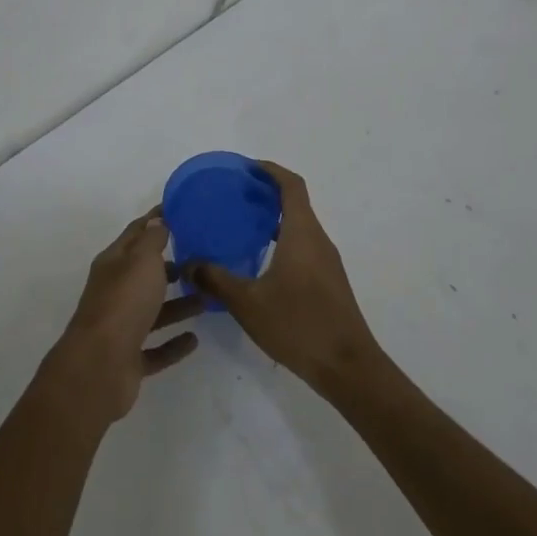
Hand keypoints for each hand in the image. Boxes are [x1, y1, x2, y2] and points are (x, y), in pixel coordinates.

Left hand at [44, 209, 202, 424]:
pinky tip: (194, 339)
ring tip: (206, 299)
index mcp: (113, 263)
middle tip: (201, 259)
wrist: (99, 366)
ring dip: (178, 305)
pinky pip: (156, 348)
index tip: (179, 210)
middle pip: (144, 274)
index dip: (155, 220)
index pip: (136, 233)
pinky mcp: (129, 359)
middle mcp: (115, 292)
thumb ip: (152, 240)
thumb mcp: (141, 261)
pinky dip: (173, 344)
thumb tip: (157, 221)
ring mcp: (121, 327)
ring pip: (153, 311)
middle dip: (169, 266)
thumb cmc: (124, 302)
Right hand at [187, 162, 382, 393]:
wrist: (348, 368)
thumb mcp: (248, 303)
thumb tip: (189, 264)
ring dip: (274, 219)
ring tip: (241, 226)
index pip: (291, 185)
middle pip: (296, 203)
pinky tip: (260, 262)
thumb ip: (216, 280)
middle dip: (266, 193)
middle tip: (234, 196)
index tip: (246, 167)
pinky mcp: (328, 282)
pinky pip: (303, 247)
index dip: (270, 170)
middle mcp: (318, 240)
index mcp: (302, 233)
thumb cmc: (299, 325)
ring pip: (300, 227)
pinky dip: (282, 241)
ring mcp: (327, 263)